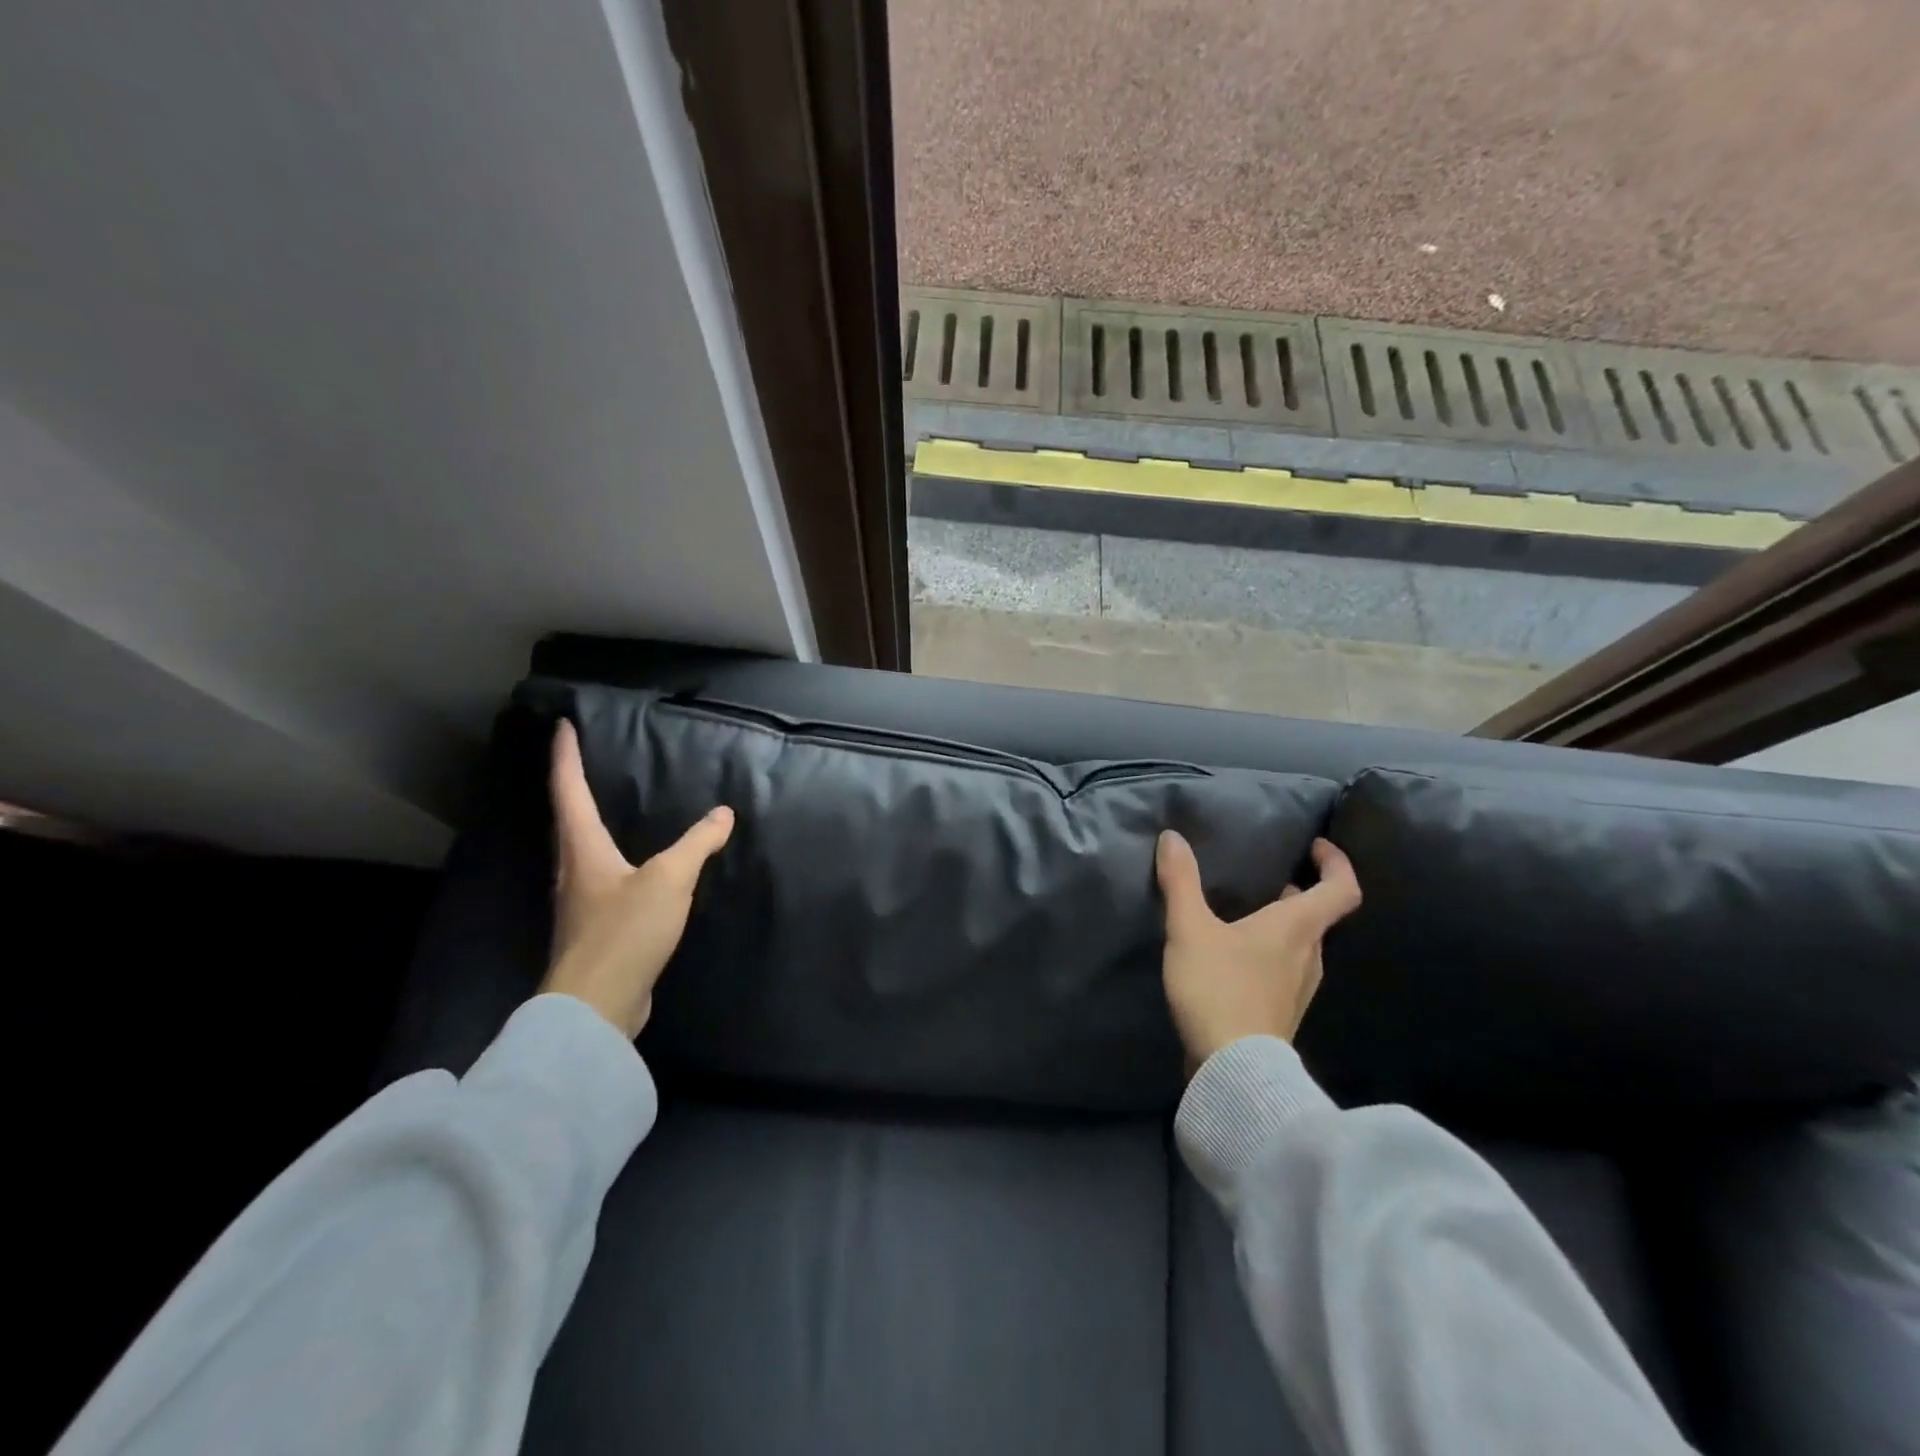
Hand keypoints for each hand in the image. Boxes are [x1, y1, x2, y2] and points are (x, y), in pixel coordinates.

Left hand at [538, 721, 733, 1037]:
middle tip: (582, 761)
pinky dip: (608, 858)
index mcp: (582, 850)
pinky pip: (598, 879)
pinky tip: (629, 867)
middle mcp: (572, 871)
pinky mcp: (593, 929)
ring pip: (579, 850)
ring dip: (585, 823)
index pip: (568, 791)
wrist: (596, 1006)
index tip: (562, 727)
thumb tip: (723, 813)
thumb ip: (697, 844)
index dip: (565, 757)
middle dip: (570, 787)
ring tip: (605, 806)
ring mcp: (579, 903)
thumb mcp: (670, 879)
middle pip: (566, 820)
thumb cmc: (624, 931)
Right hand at [1156, 832, 1362, 1068]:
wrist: (1232, 1070)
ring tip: (1246, 913)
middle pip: (1318, 916)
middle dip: (1298, 893)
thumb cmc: (1219, 989)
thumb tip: (1172, 837)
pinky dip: (1270, 952)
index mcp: (1297, 928)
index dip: (1336, 863)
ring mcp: (1299, 988)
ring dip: (1282, 924)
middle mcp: (1308, 955)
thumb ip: (1181, 882)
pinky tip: (1236, 956)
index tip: (1314, 847)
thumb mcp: (1190, 930)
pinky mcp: (1282, 1012)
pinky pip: (1286, 969)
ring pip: (1301, 945)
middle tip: (1267, 878)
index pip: (1342, 889)